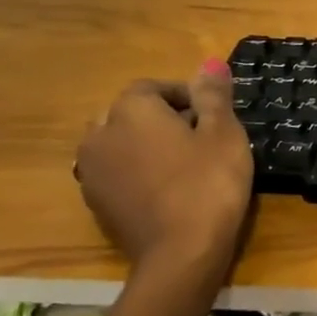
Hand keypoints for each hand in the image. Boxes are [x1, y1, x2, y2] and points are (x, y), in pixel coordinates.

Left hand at [74, 61, 254, 275]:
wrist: (181, 253)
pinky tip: (166, 189)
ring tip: (183, 164)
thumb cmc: (209, 183)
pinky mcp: (95, 202)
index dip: (186, 96)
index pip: (154, 87)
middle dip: (161, 118)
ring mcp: (92, 171)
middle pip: (131, 113)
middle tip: (200, 138)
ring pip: (119, 143)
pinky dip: (136, 172)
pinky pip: (115, 172)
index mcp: (131, 110)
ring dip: (145, 145)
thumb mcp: (224, 133)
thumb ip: (213, 95)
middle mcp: (100, 133)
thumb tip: (209, 62)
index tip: (213, 115)